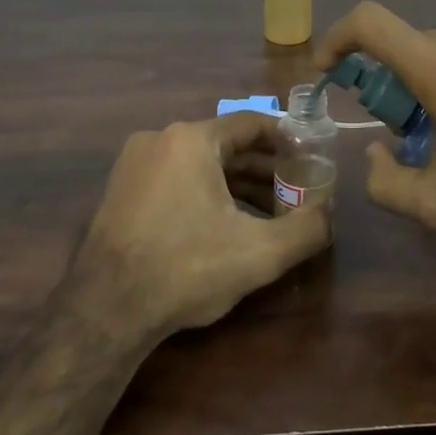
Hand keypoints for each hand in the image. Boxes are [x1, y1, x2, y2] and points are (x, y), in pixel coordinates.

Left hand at [67, 112, 331, 343]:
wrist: (105, 310)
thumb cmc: (186, 268)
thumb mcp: (259, 253)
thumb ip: (307, 229)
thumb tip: (330, 214)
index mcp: (191, 139)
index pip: (251, 124)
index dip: (287, 138)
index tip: (310, 157)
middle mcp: (160, 139)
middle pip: (226, 145)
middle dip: (264, 169)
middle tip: (294, 192)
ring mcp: (134, 163)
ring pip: (200, 164)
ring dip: (236, 184)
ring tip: (267, 214)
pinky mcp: (120, 189)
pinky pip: (175, 179)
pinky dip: (205, 193)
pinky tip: (224, 225)